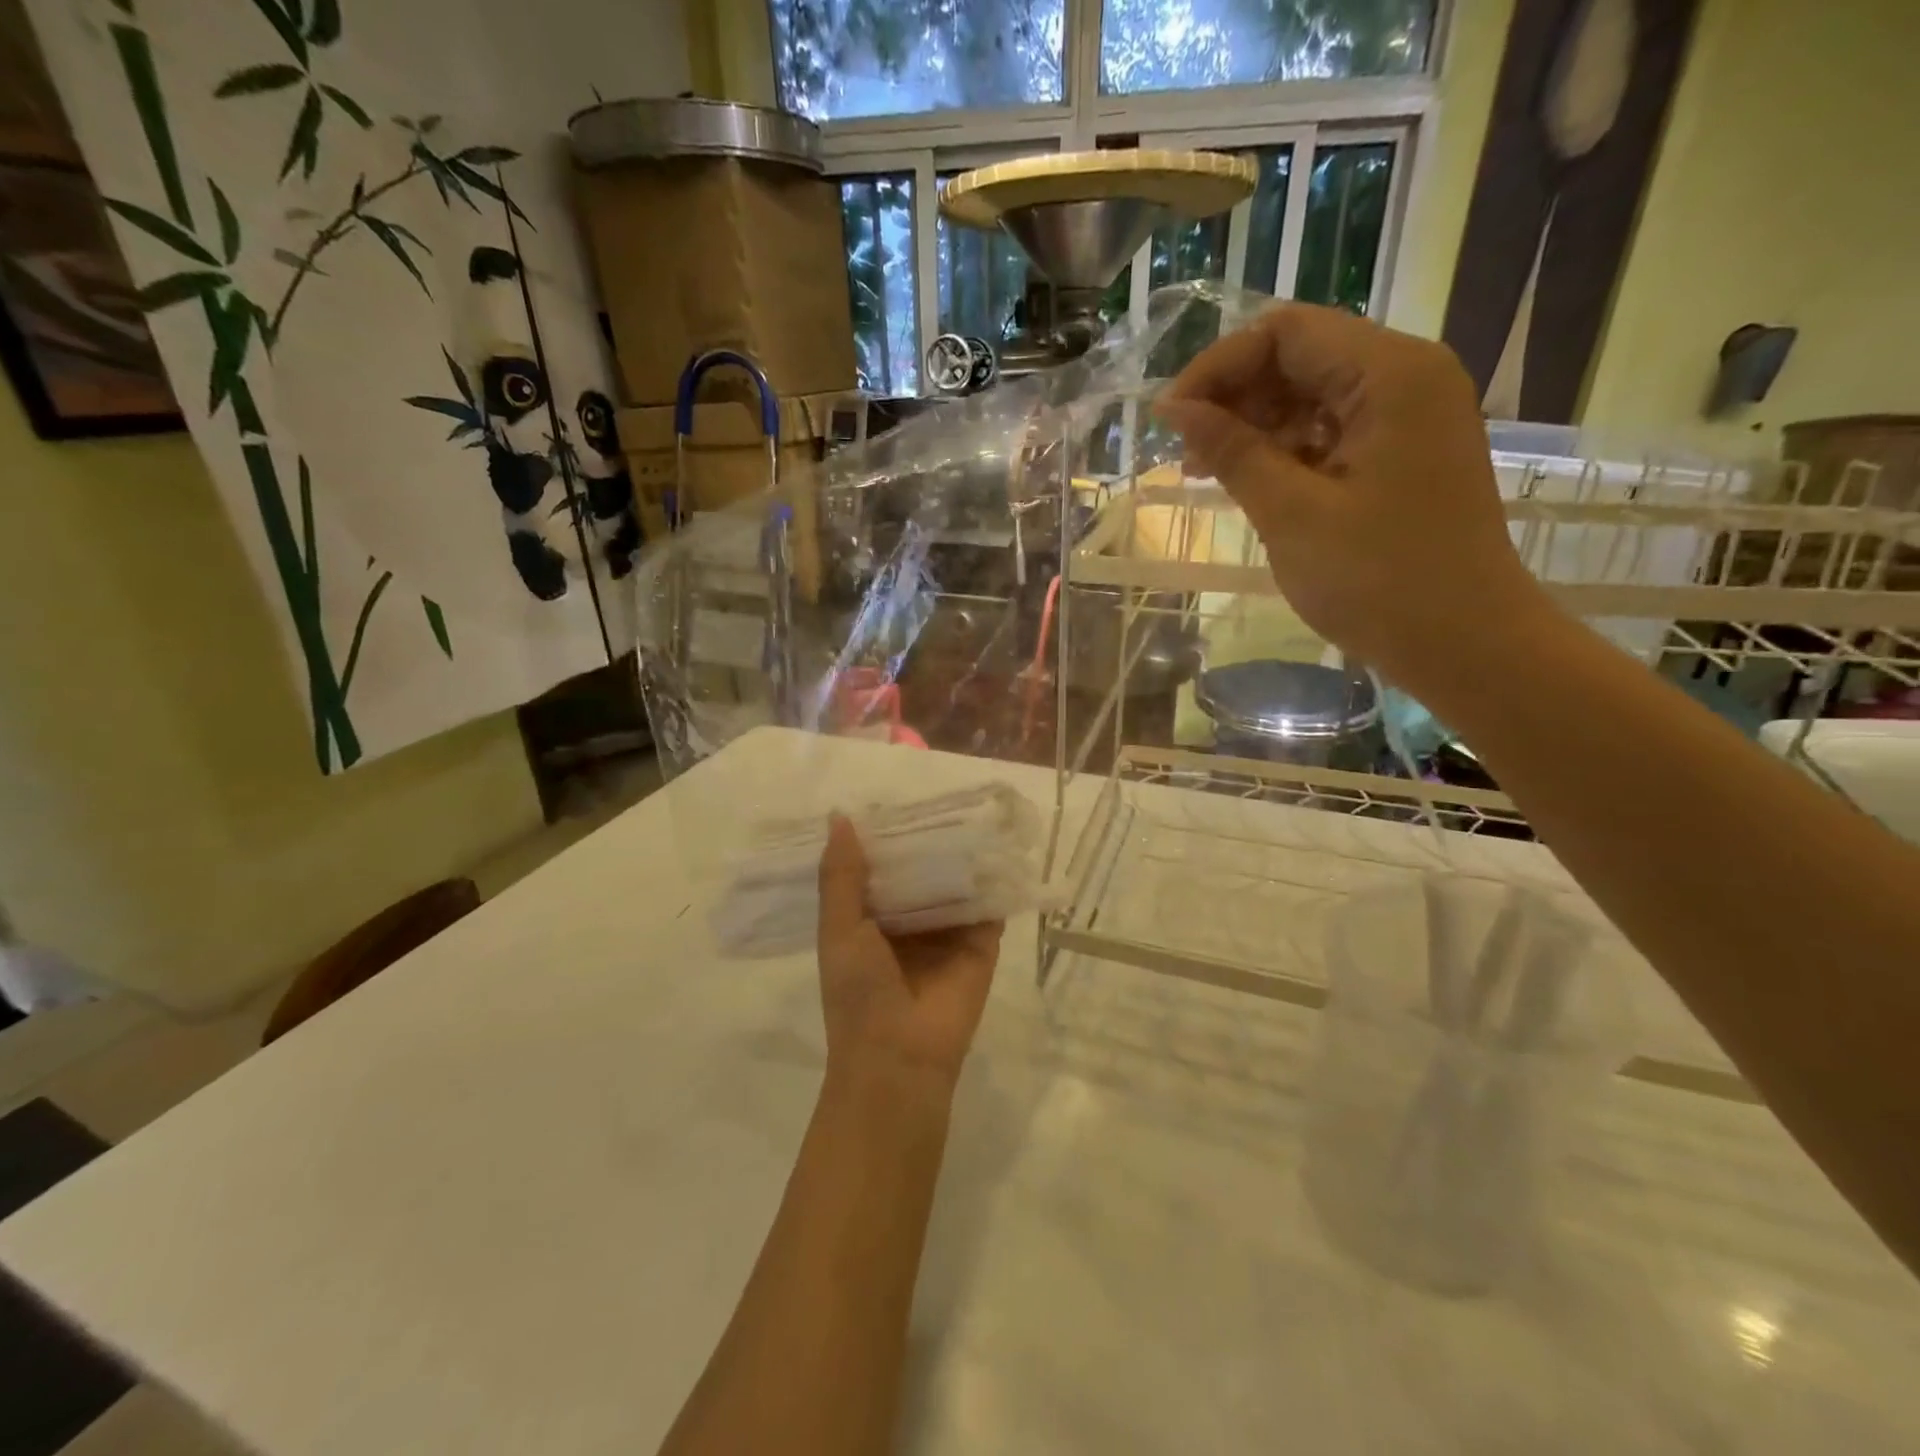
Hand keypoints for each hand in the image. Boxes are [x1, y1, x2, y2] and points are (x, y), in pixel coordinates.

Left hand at [815, 815, 1003, 1097]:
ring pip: (955, 884)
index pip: (880, 868)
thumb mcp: (839, 929)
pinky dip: (994, 880)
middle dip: (928, 841)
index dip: (886, 837)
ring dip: (962, 854)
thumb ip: (841, 876)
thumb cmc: (858, 992)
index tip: (894, 797)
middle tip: (942, 794)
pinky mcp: (980, 944)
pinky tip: (1001, 845)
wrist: (899, 1057)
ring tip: (974, 808)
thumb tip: (840, 816)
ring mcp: (947, 933)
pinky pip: (989, 906)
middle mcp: (910, 922)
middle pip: (921, 871)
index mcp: (870, 920)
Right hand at [1155, 303, 1548, 697]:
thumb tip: (1174, 409)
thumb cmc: (1378, 580)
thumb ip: (1232, 452)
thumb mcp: (1291, 513)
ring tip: (1207, 472)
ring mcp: (1409, 416)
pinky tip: (1250, 481)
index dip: (1218, 367)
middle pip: (1300, 356)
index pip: (1285, 333)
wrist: (1464, 644)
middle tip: (1186, 454)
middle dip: (1234, 397)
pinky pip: (1331, 430)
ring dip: (1254, 425)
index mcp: (1390, 374)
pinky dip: (1285, 449)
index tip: (1170, 420)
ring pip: (1312, 394)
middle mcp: (1406, 377)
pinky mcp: (1402, 452)